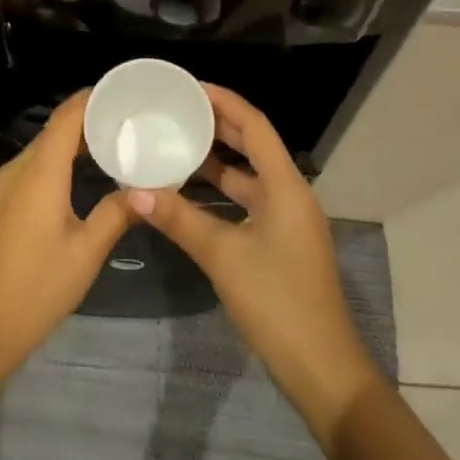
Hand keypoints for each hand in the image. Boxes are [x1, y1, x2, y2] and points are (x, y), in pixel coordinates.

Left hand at [0, 91, 133, 376]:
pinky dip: (53, 165)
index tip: (122, 93)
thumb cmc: (36, 289)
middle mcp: (16, 169)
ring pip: (40, 151)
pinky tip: (73, 181)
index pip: (67, 116)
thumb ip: (116, 214)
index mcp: (39, 171)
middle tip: (126, 125)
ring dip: (70, 146)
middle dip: (88, 123)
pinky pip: (27, 171)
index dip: (93, 98)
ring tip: (107, 149)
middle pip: (54, 131)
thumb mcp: (85, 253)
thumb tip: (146, 190)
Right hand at [129, 85, 379, 443]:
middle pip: (254, 146)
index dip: (224, 101)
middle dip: (218, 126)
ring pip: (250, 177)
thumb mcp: (223, 257)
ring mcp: (288, 221)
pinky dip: (222, 193)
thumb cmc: (277, 303)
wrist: (324, 372)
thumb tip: (135, 189)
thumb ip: (179, 219)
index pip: (254, 126)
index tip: (190, 87)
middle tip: (178, 110)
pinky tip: (192, 195)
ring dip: (218, 161)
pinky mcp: (282, 244)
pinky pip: (249, 202)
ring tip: (179, 143)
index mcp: (285, 186)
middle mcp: (290, 195)